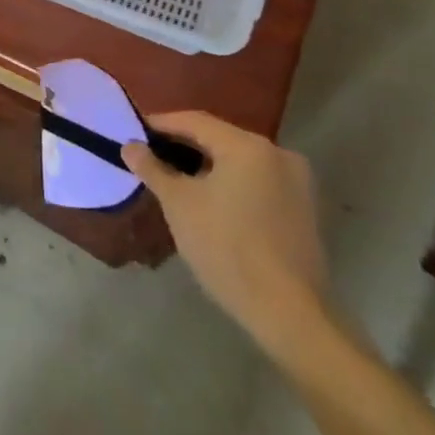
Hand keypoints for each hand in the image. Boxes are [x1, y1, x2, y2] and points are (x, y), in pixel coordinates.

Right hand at [123, 111, 332, 361]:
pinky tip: (211, 202)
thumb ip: (153, 169)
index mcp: (248, 145)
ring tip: (176, 180)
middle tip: (151, 157)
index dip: (161, 124)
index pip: (195, 121)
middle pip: (220, 139)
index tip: (134, 132)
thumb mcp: (179, 205)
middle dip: (183, 146)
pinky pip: (257, 181)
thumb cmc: (227, 248)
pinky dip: (231, 183)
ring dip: (207, 166)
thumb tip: (130, 147)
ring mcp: (297, 182)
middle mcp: (278, 153)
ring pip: (239, 161)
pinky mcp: (304, 209)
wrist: (288, 313)